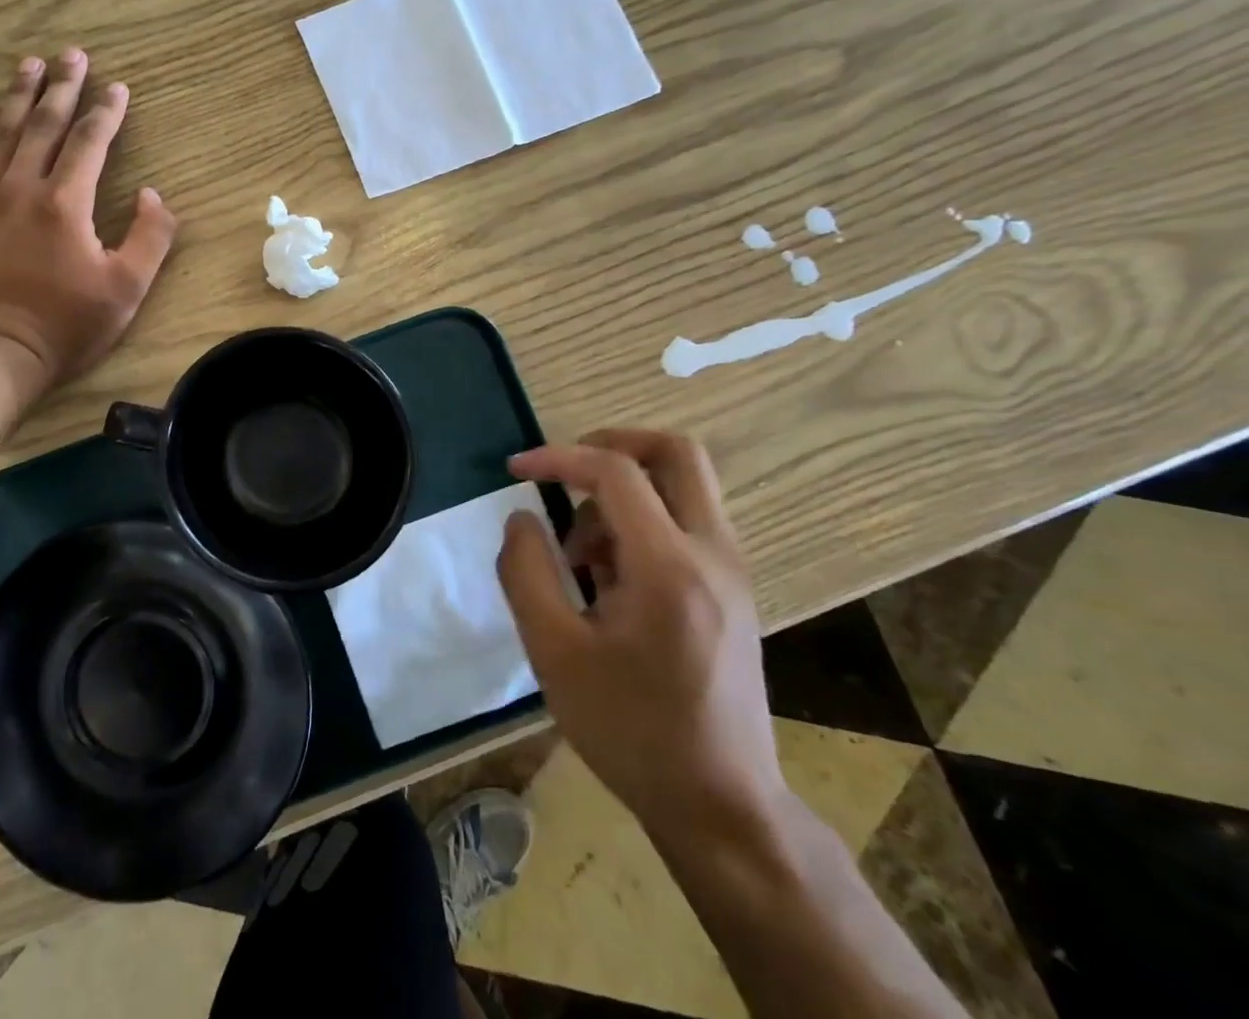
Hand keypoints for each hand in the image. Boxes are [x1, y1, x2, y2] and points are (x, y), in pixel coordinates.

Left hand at [0, 50, 177, 397]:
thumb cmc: (66, 325)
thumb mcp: (127, 288)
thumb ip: (150, 237)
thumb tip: (153, 195)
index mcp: (66, 203)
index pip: (90, 142)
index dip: (107, 112)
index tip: (118, 87)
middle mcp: (23, 188)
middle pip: (44, 125)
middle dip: (62, 87)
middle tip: (72, 54)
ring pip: (3, 134)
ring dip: (18, 96)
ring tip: (29, 64)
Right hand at [497, 430, 782, 833]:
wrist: (721, 805)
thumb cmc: (630, 730)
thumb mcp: (554, 653)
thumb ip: (526, 572)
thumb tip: (522, 518)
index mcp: (669, 567)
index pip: (615, 471)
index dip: (558, 457)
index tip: (515, 470)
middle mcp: (713, 553)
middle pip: (676, 452)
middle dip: (613, 443)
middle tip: (566, 469)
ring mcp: (732, 570)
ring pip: (683, 484)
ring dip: (624, 492)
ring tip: (581, 555)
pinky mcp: (733, 590)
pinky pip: (687, 521)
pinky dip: (643, 520)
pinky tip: (610, 578)